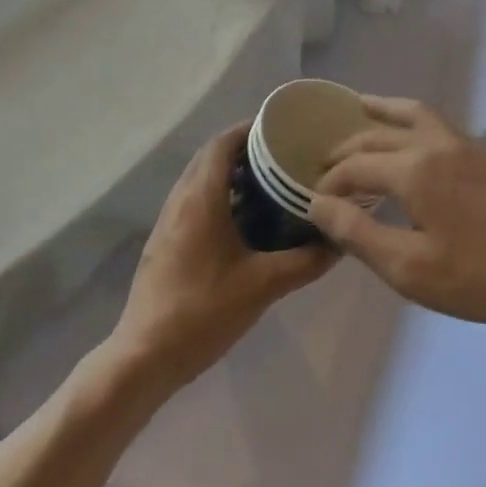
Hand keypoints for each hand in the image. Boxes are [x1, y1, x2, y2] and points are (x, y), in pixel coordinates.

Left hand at [111, 124, 336, 391]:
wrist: (145, 357)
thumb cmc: (203, 312)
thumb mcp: (263, 286)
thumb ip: (305, 261)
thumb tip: (340, 241)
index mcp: (200, 198)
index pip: (222, 143)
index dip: (250, 130)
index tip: (283, 129)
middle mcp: (180, 200)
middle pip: (211, 157)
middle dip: (246, 151)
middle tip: (284, 156)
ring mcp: (168, 222)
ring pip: (201, 180)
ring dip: (232, 175)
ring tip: (272, 184)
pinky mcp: (166, 242)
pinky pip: (195, 202)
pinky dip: (221, 197)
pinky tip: (248, 222)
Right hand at [308, 98, 485, 330]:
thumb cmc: (480, 277)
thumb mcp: (409, 268)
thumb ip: (358, 233)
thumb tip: (317, 204)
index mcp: (414, 169)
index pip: (355, 166)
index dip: (329, 182)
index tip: (314, 202)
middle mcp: (436, 144)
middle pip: (379, 135)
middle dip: (347, 148)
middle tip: (325, 163)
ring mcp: (466, 144)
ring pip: (413, 114)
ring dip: (382, 113)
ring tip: (361, 107)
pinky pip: (437, 123)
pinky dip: (411, 120)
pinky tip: (413, 137)